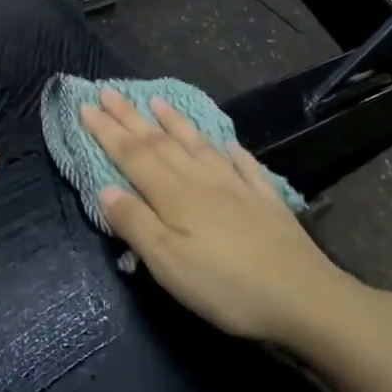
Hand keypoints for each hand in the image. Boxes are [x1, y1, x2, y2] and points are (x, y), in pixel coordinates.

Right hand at [80, 88, 391, 354]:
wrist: (305, 299)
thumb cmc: (226, 286)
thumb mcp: (167, 264)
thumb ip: (135, 224)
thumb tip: (104, 189)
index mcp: (174, 196)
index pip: (132, 155)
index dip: (107, 131)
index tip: (85, 106)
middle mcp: (202, 181)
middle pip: (160, 143)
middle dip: (130, 118)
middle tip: (108, 92)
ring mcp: (237, 188)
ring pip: (199, 146)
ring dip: (175, 123)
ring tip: (158, 102)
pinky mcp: (266, 202)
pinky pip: (244, 165)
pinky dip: (230, 150)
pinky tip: (226, 142)